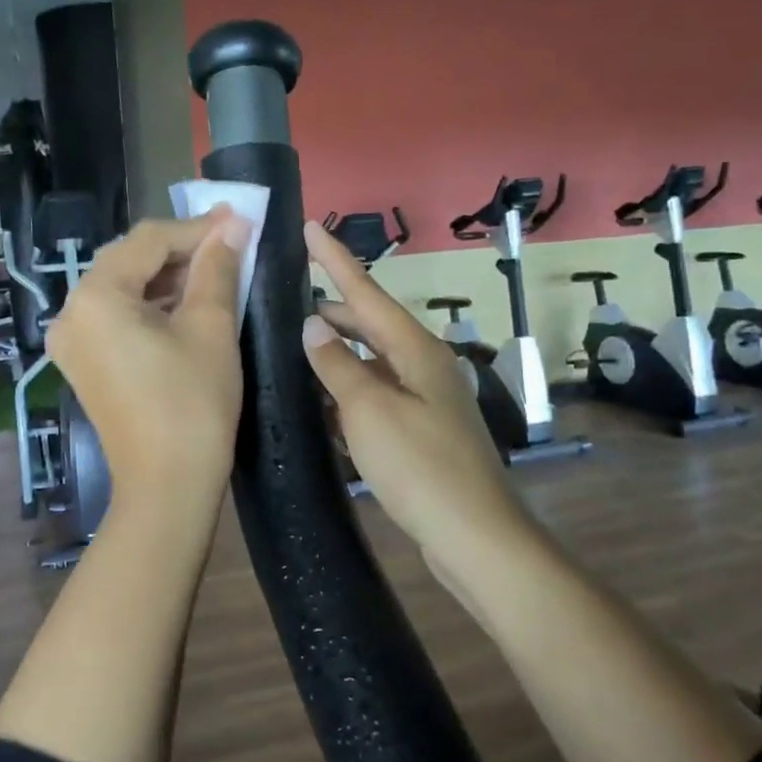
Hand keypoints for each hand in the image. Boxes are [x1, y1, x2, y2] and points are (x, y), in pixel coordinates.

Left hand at [47, 210, 248, 512]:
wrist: (167, 487)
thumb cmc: (193, 403)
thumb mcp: (211, 327)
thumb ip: (217, 267)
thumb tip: (232, 225)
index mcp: (95, 297)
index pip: (148, 241)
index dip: (197, 227)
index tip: (239, 219)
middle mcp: (71, 312)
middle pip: (129, 261)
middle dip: (181, 250)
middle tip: (231, 242)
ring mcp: (72, 341)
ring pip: (124, 289)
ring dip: (168, 277)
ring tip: (217, 271)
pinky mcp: (84, 363)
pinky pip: (117, 317)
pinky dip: (151, 306)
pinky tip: (187, 304)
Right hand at [301, 220, 534, 568]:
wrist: (474, 536)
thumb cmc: (421, 467)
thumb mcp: (369, 411)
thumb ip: (337, 365)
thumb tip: (312, 325)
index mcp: (416, 349)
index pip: (367, 291)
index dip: (336, 259)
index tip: (309, 226)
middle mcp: (423, 365)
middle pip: (371, 323)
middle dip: (332, 308)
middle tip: (286, 297)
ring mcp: (424, 399)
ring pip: (372, 361)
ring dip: (337, 351)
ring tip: (295, 345)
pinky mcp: (420, 431)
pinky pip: (376, 395)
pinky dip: (348, 390)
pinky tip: (321, 400)